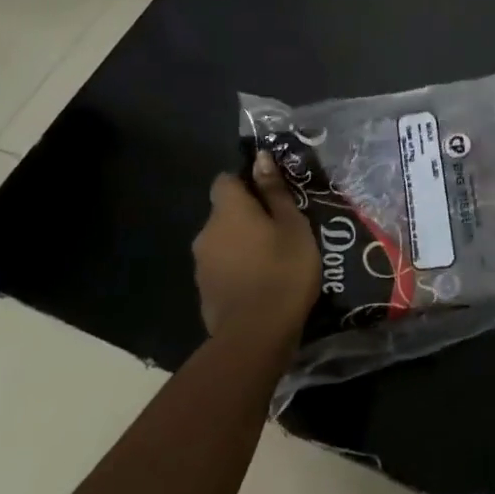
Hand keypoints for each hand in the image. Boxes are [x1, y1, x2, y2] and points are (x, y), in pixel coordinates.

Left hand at [192, 153, 320, 339]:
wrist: (256, 335)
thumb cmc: (283, 270)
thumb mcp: (292, 226)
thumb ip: (275, 192)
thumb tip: (260, 158)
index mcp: (228, 210)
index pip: (225, 180)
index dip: (246, 182)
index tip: (271, 194)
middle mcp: (206, 232)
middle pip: (225, 212)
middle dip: (248, 216)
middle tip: (282, 227)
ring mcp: (202, 264)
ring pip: (223, 241)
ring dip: (243, 244)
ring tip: (275, 257)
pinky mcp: (205, 291)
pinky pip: (223, 267)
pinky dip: (239, 268)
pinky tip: (263, 281)